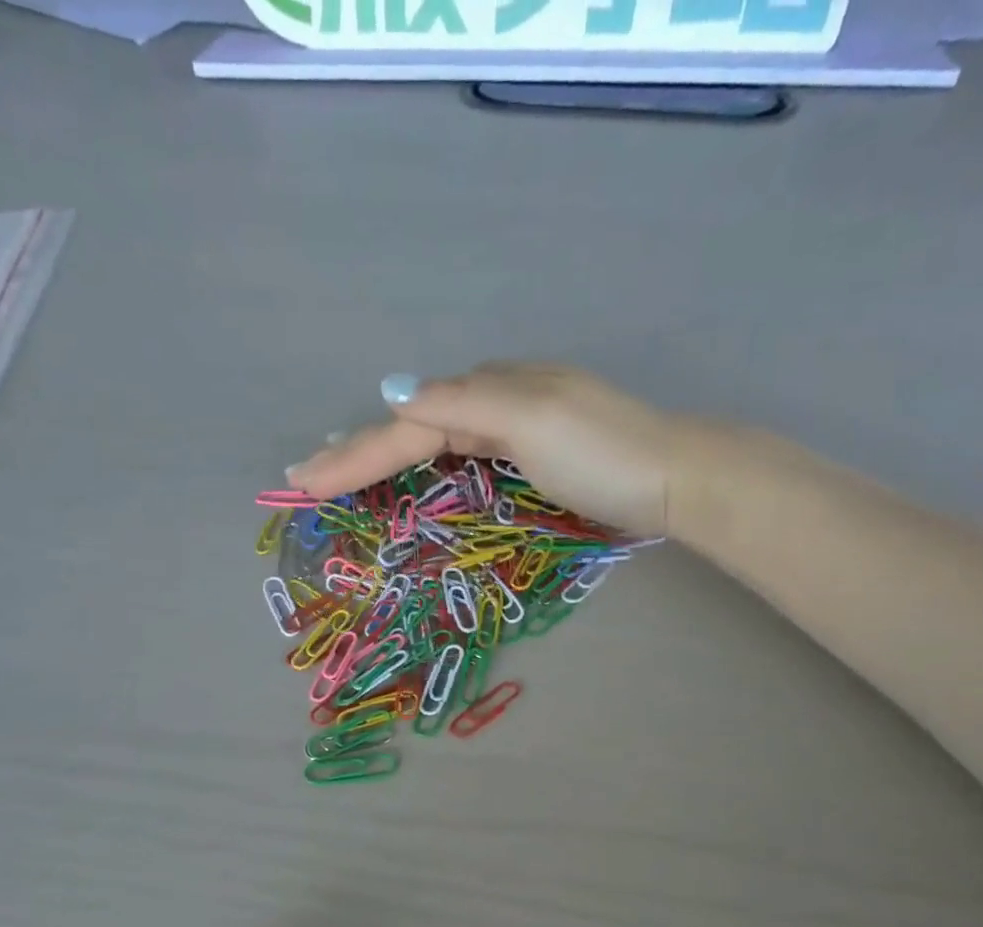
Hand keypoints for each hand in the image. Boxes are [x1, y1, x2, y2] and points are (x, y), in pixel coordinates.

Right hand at [286, 363, 692, 537]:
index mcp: (488, 389)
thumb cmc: (604, 453)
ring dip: (385, 453)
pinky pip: (461, 451)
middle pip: (412, 426)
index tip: (304, 481)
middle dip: (358, 449)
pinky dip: (426, 461)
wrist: (677, 476)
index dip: (354, 453)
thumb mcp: (530, 419)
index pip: (405, 425)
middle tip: (308, 472)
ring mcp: (516, 425)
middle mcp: (496, 400)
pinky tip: (416, 465)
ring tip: (344, 469)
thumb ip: (463, 405)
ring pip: (434, 437)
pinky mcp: (533, 452)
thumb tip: (396, 394)